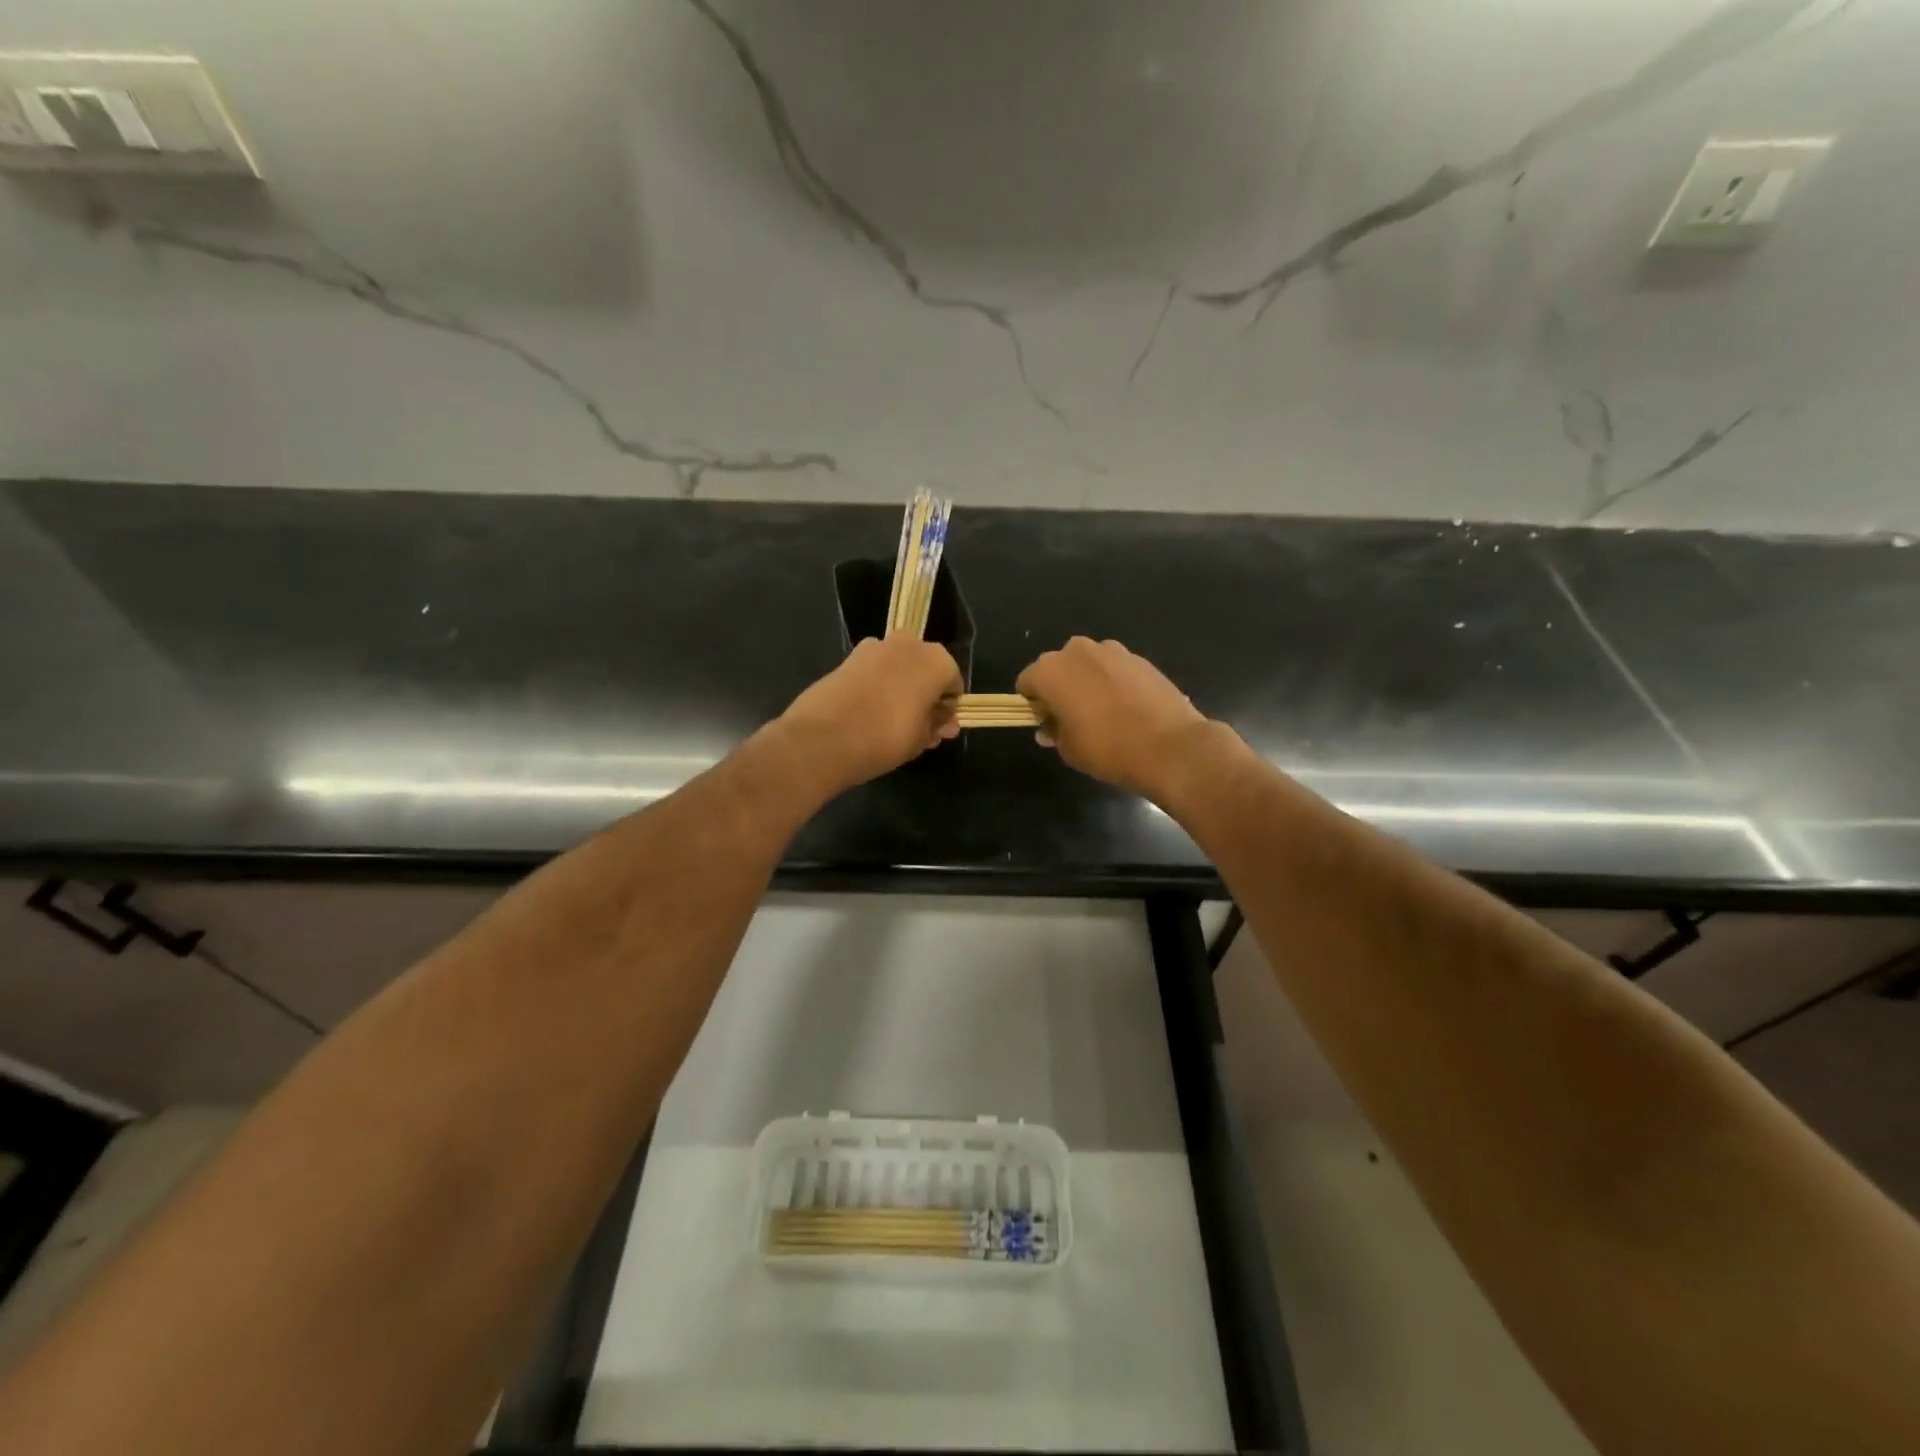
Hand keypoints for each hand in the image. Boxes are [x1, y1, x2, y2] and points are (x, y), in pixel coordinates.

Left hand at [778, 635, 961, 793]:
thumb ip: (936, 725)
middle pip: (924, 668)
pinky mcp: (848, 657)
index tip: (938, 728)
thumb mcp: (921, 739)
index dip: (947, 707)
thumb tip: (946, 722)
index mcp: (936, 661)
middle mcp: (908, 644)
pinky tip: (867, 713)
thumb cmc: (886, 738)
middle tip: (917, 726)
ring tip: (890, 721)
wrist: (824, 738)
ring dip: (899, 687)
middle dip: (924, 693)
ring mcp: (875, 647)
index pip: (953, 682)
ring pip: (898, 667)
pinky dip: (876, 685)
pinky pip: (873, 670)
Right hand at [1017, 637, 1211, 798]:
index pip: (1027, 682)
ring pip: (1088, 664)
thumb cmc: (1107, 749)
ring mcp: (1112, 651)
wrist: (1169, 746)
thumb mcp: (1069, 749)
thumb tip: (1049, 728)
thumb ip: (1054, 732)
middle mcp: (1077, 651)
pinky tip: (1128, 709)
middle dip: (1060, 688)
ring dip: (1087, 682)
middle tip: (1072, 718)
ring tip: (1103, 713)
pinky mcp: (1140, 658)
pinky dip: (1114, 682)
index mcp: (1051, 671)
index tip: (1046, 723)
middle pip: (1057, 667)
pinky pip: (1115, 668)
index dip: (1033, 704)